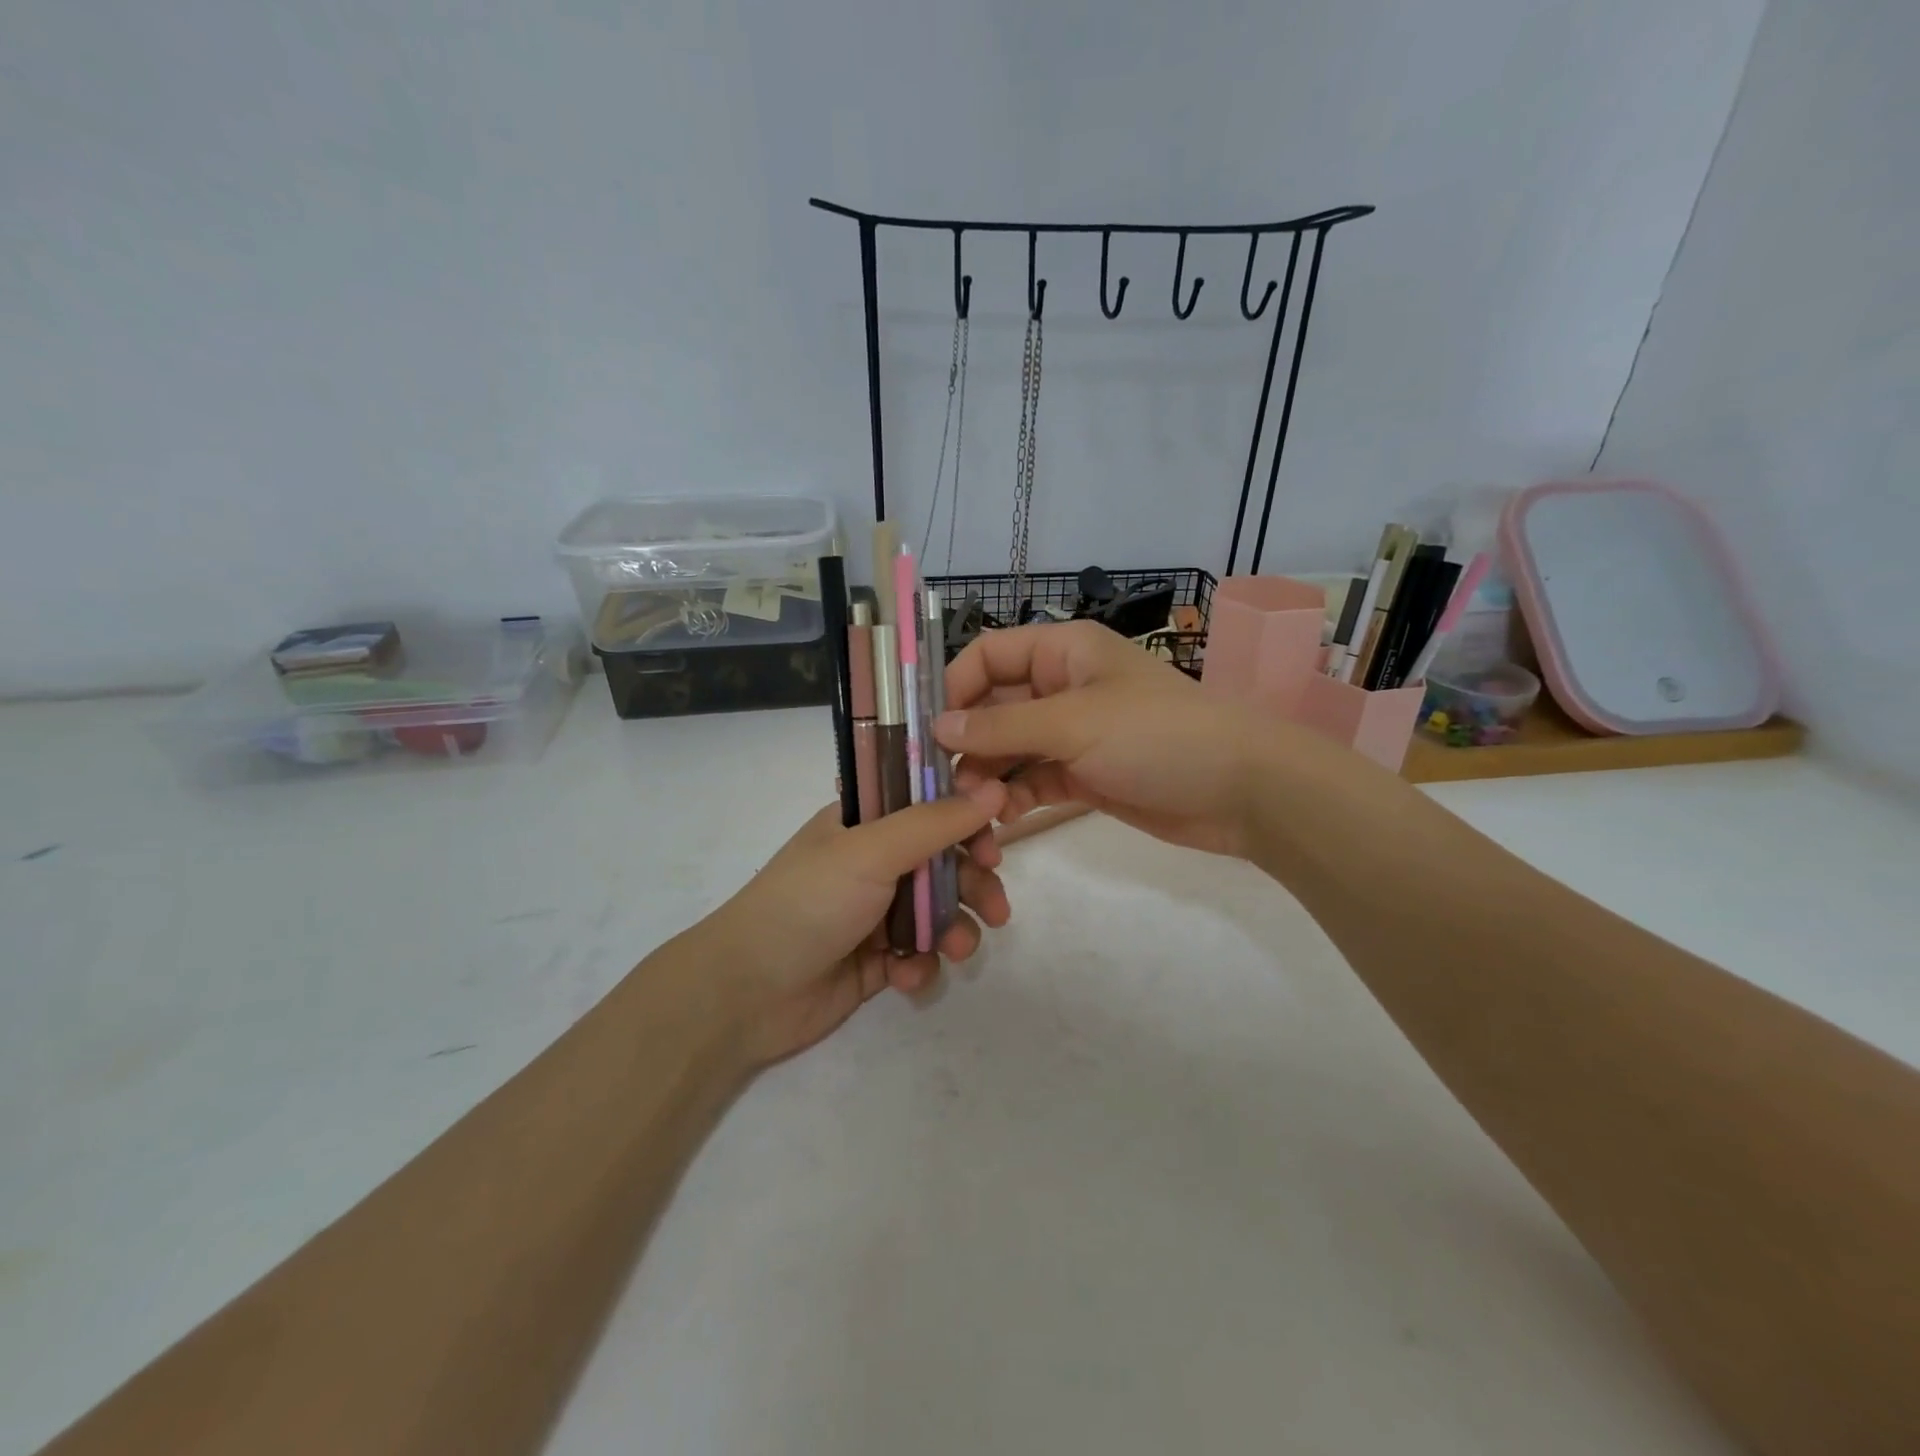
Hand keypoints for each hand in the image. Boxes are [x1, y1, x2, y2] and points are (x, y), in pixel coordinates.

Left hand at [686, 784, 1011, 1067]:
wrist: (746, 992)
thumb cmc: (808, 903)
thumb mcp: (872, 851)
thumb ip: (935, 822)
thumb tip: (995, 788)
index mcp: (865, 823)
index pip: (929, 806)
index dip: (967, 821)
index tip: (994, 843)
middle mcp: (873, 862)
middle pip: (944, 862)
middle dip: (974, 885)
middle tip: (997, 909)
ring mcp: (874, 913)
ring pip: (938, 913)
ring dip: (955, 930)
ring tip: (956, 951)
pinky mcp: (876, 961)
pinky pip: (918, 955)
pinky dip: (920, 966)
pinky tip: (905, 977)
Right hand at [935, 621, 1278, 857]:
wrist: (1241, 791)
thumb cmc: (1157, 736)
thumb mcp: (1075, 722)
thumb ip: (1002, 725)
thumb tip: (937, 727)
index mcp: (1062, 651)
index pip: (988, 655)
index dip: (955, 687)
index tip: (929, 731)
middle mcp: (1061, 686)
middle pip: (992, 707)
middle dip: (968, 743)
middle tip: (947, 784)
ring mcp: (1072, 733)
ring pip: (1009, 749)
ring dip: (988, 777)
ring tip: (977, 809)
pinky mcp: (1082, 774)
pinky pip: (1032, 780)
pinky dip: (1014, 797)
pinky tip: (1003, 820)